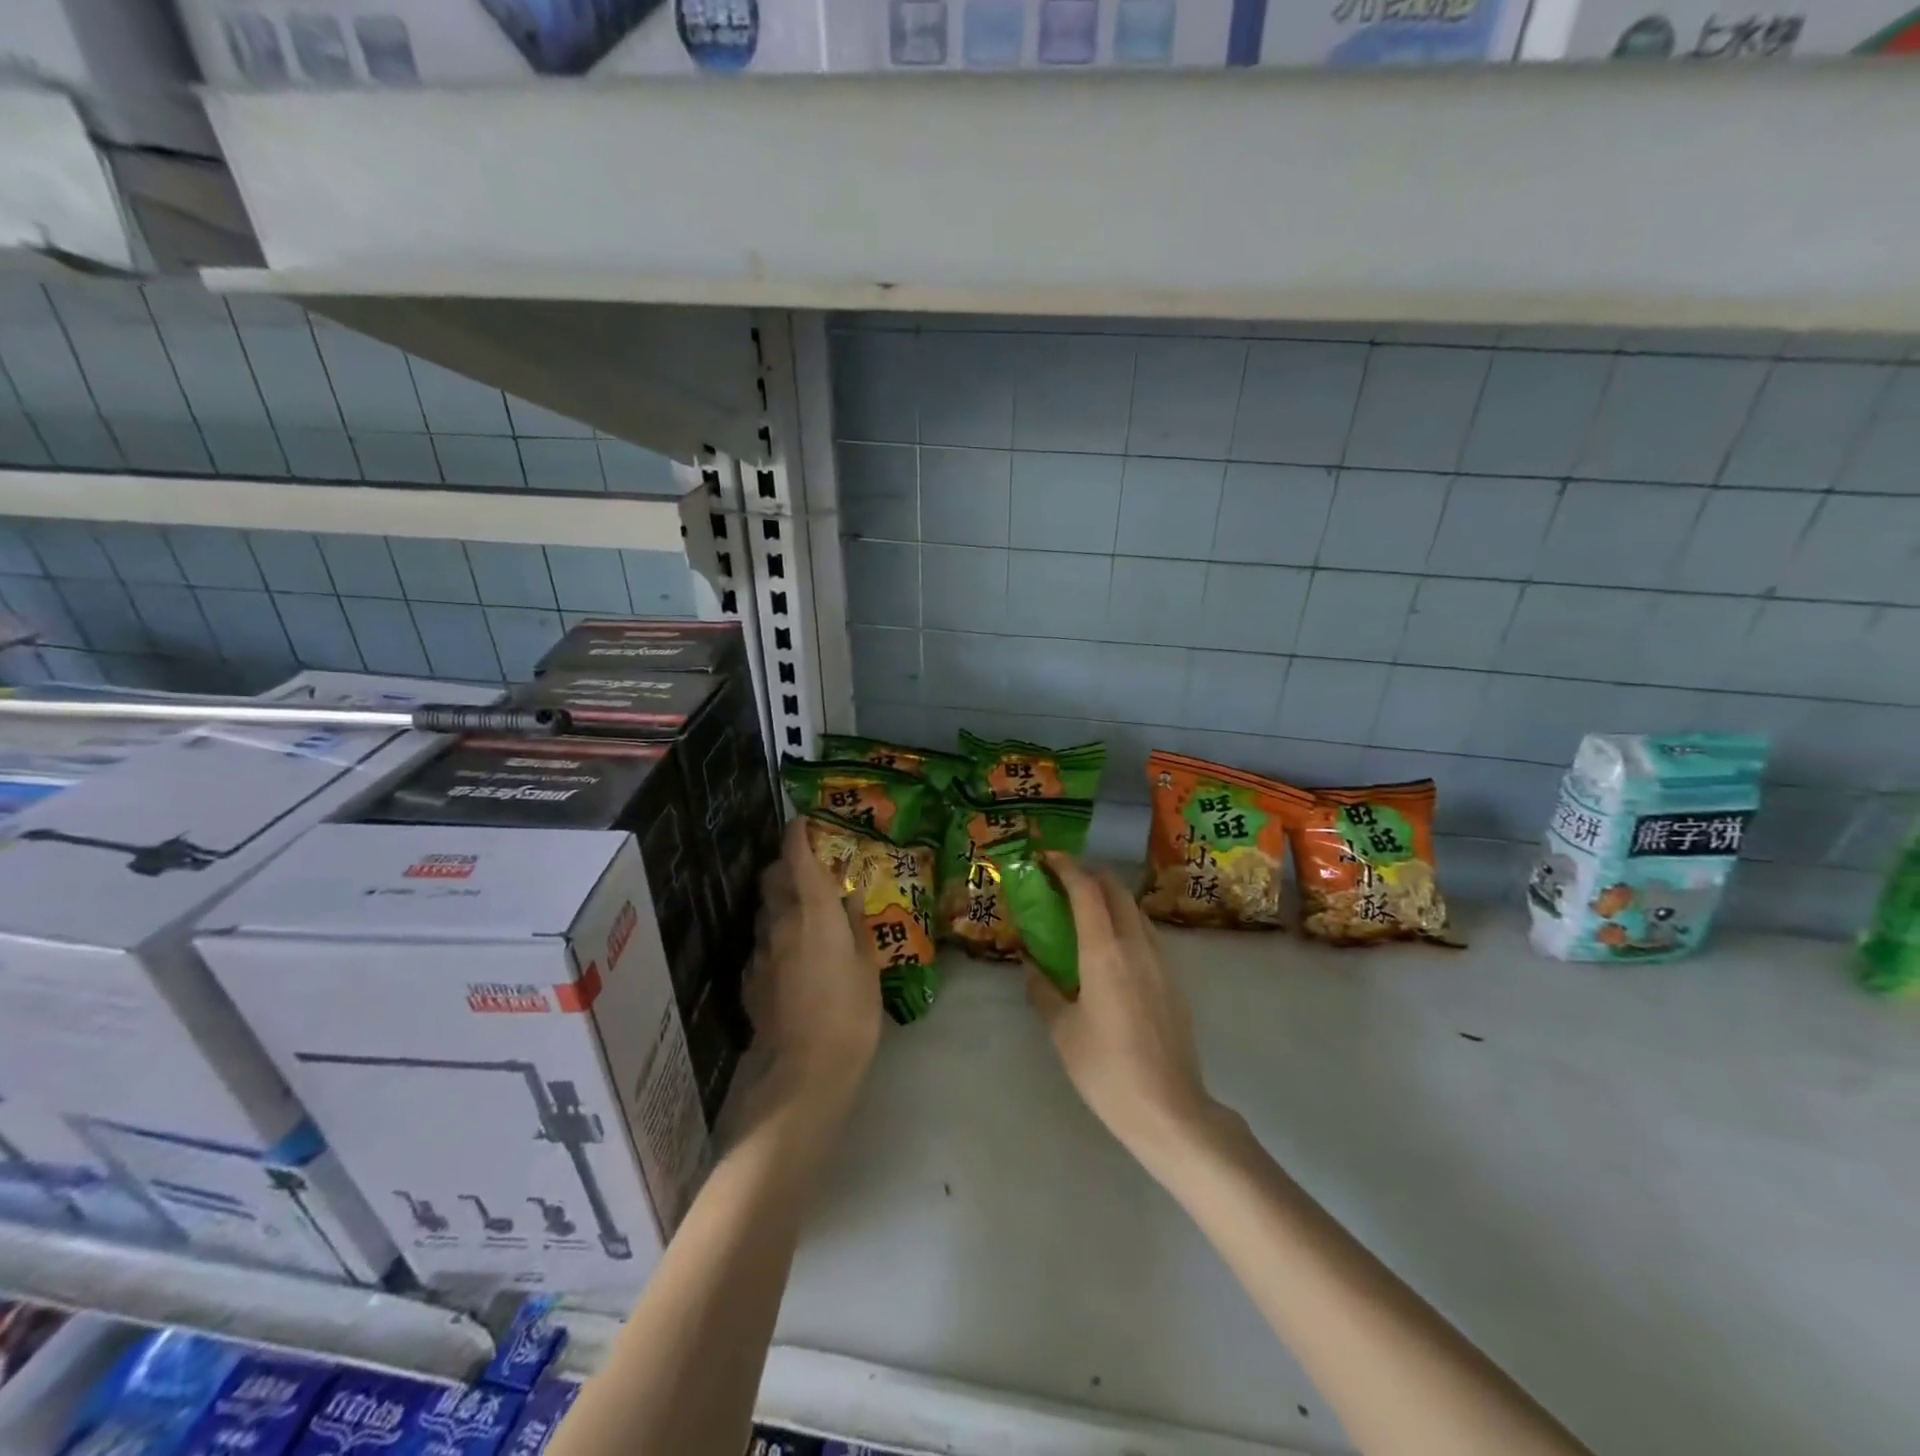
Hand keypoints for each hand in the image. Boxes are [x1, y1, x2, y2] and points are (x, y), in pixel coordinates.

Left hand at [747, 818, 882, 1109]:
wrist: (805, 1070)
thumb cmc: (850, 1012)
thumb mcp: (867, 964)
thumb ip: (856, 924)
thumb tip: (848, 896)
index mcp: (814, 911)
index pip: (798, 857)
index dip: (797, 834)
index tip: (803, 822)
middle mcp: (781, 921)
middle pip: (773, 877)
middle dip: (787, 865)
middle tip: (809, 870)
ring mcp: (760, 950)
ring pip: (765, 910)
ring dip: (780, 902)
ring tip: (803, 915)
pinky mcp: (750, 978)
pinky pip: (762, 944)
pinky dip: (775, 938)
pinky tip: (792, 957)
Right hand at [1026, 854, 1219, 1165]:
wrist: (1170, 1110)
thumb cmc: (1106, 1070)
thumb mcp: (1062, 1031)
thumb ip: (1044, 990)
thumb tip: (1032, 966)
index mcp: (1104, 952)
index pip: (1086, 891)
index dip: (1066, 868)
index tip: (1047, 859)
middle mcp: (1136, 946)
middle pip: (1116, 891)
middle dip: (1090, 876)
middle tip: (1063, 881)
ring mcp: (1161, 962)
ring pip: (1135, 911)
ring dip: (1111, 899)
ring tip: (1086, 911)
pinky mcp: (1174, 981)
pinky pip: (1147, 935)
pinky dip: (1126, 923)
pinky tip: (1112, 949)